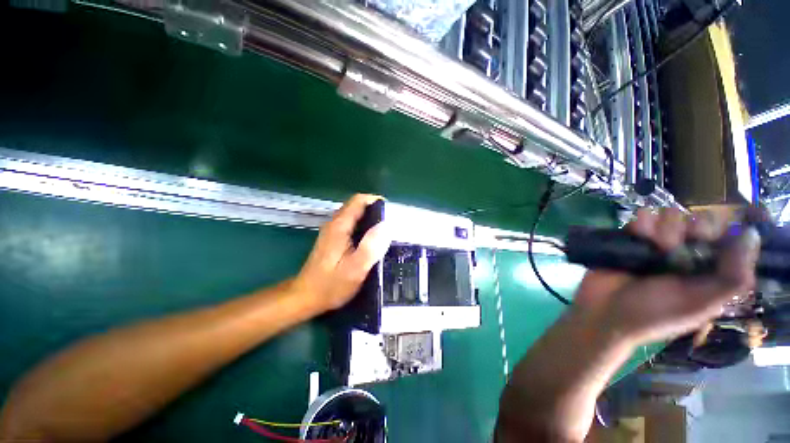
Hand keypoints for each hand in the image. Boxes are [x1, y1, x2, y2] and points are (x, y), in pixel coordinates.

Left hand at [294, 194, 390, 311]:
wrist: (305, 297)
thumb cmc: (331, 285)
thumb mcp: (355, 268)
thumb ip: (371, 246)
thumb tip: (386, 225)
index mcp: (340, 226)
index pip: (359, 201)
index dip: (376, 201)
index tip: (392, 213)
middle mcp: (334, 224)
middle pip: (356, 206)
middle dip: (375, 211)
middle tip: (392, 225)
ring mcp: (332, 231)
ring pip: (354, 216)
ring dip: (370, 219)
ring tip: (385, 233)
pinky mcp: (332, 239)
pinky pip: (351, 225)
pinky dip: (363, 228)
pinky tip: (371, 241)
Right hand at [571, 207, 760, 346]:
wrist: (606, 311)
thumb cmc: (656, 313)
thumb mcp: (702, 304)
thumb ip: (733, 277)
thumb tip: (751, 235)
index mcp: (710, 268)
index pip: (728, 234)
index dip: (721, 233)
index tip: (707, 244)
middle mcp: (688, 252)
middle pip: (700, 219)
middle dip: (687, 232)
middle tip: (673, 251)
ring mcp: (658, 243)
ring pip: (671, 215)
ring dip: (662, 231)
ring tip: (651, 249)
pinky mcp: (632, 236)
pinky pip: (642, 217)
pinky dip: (640, 225)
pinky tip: (637, 237)